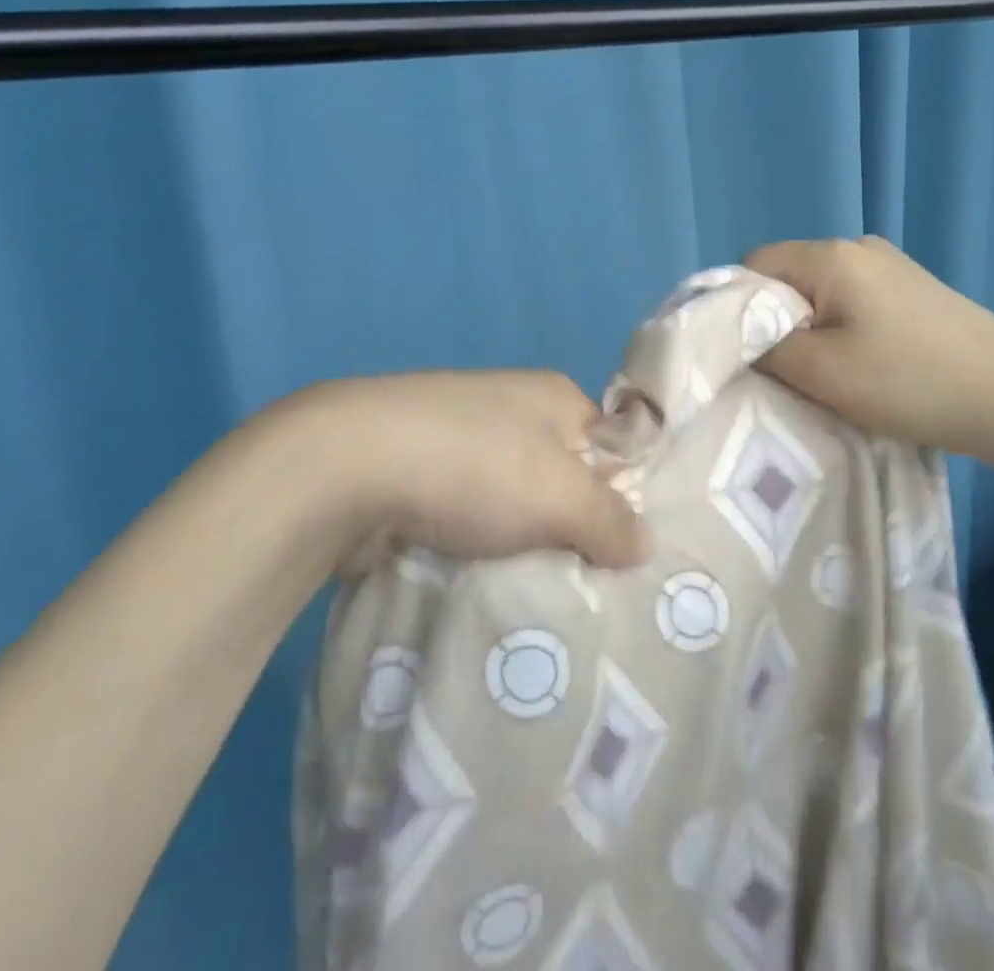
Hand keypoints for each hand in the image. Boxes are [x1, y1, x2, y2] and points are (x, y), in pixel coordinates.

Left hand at [231, 369, 649, 573]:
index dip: (621, 497)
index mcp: (553, 396)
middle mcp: (510, 410)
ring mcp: (458, 441)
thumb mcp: (561, 495)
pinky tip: (480, 584)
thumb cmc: (474, 466)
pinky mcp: (417, 475)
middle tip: (586, 587)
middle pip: (560, 479)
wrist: (348, 466)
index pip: (609, 448)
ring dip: (519, 546)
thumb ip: (611, 521)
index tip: (625, 555)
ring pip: (511, 506)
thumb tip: (645, 544)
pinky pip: (467, 520)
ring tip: (535, 597)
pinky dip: (475, 549)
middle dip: (569, 530)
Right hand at [743, 236, 993, 461]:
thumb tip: (742, 339)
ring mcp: (891, 265)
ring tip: (826, 373)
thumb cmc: (908, 381)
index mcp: (829, 255)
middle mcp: (858, 246)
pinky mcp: (913, 289)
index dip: (737, 307)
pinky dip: (842, 329)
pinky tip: (863, 364)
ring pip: (821, 292)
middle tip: (784, 370)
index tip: (746, 353)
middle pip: (788, 276)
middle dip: (775, 321)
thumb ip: (766, 349)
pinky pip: (853, 300)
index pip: (754, 264)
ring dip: (810, 329)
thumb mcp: (821, 372)